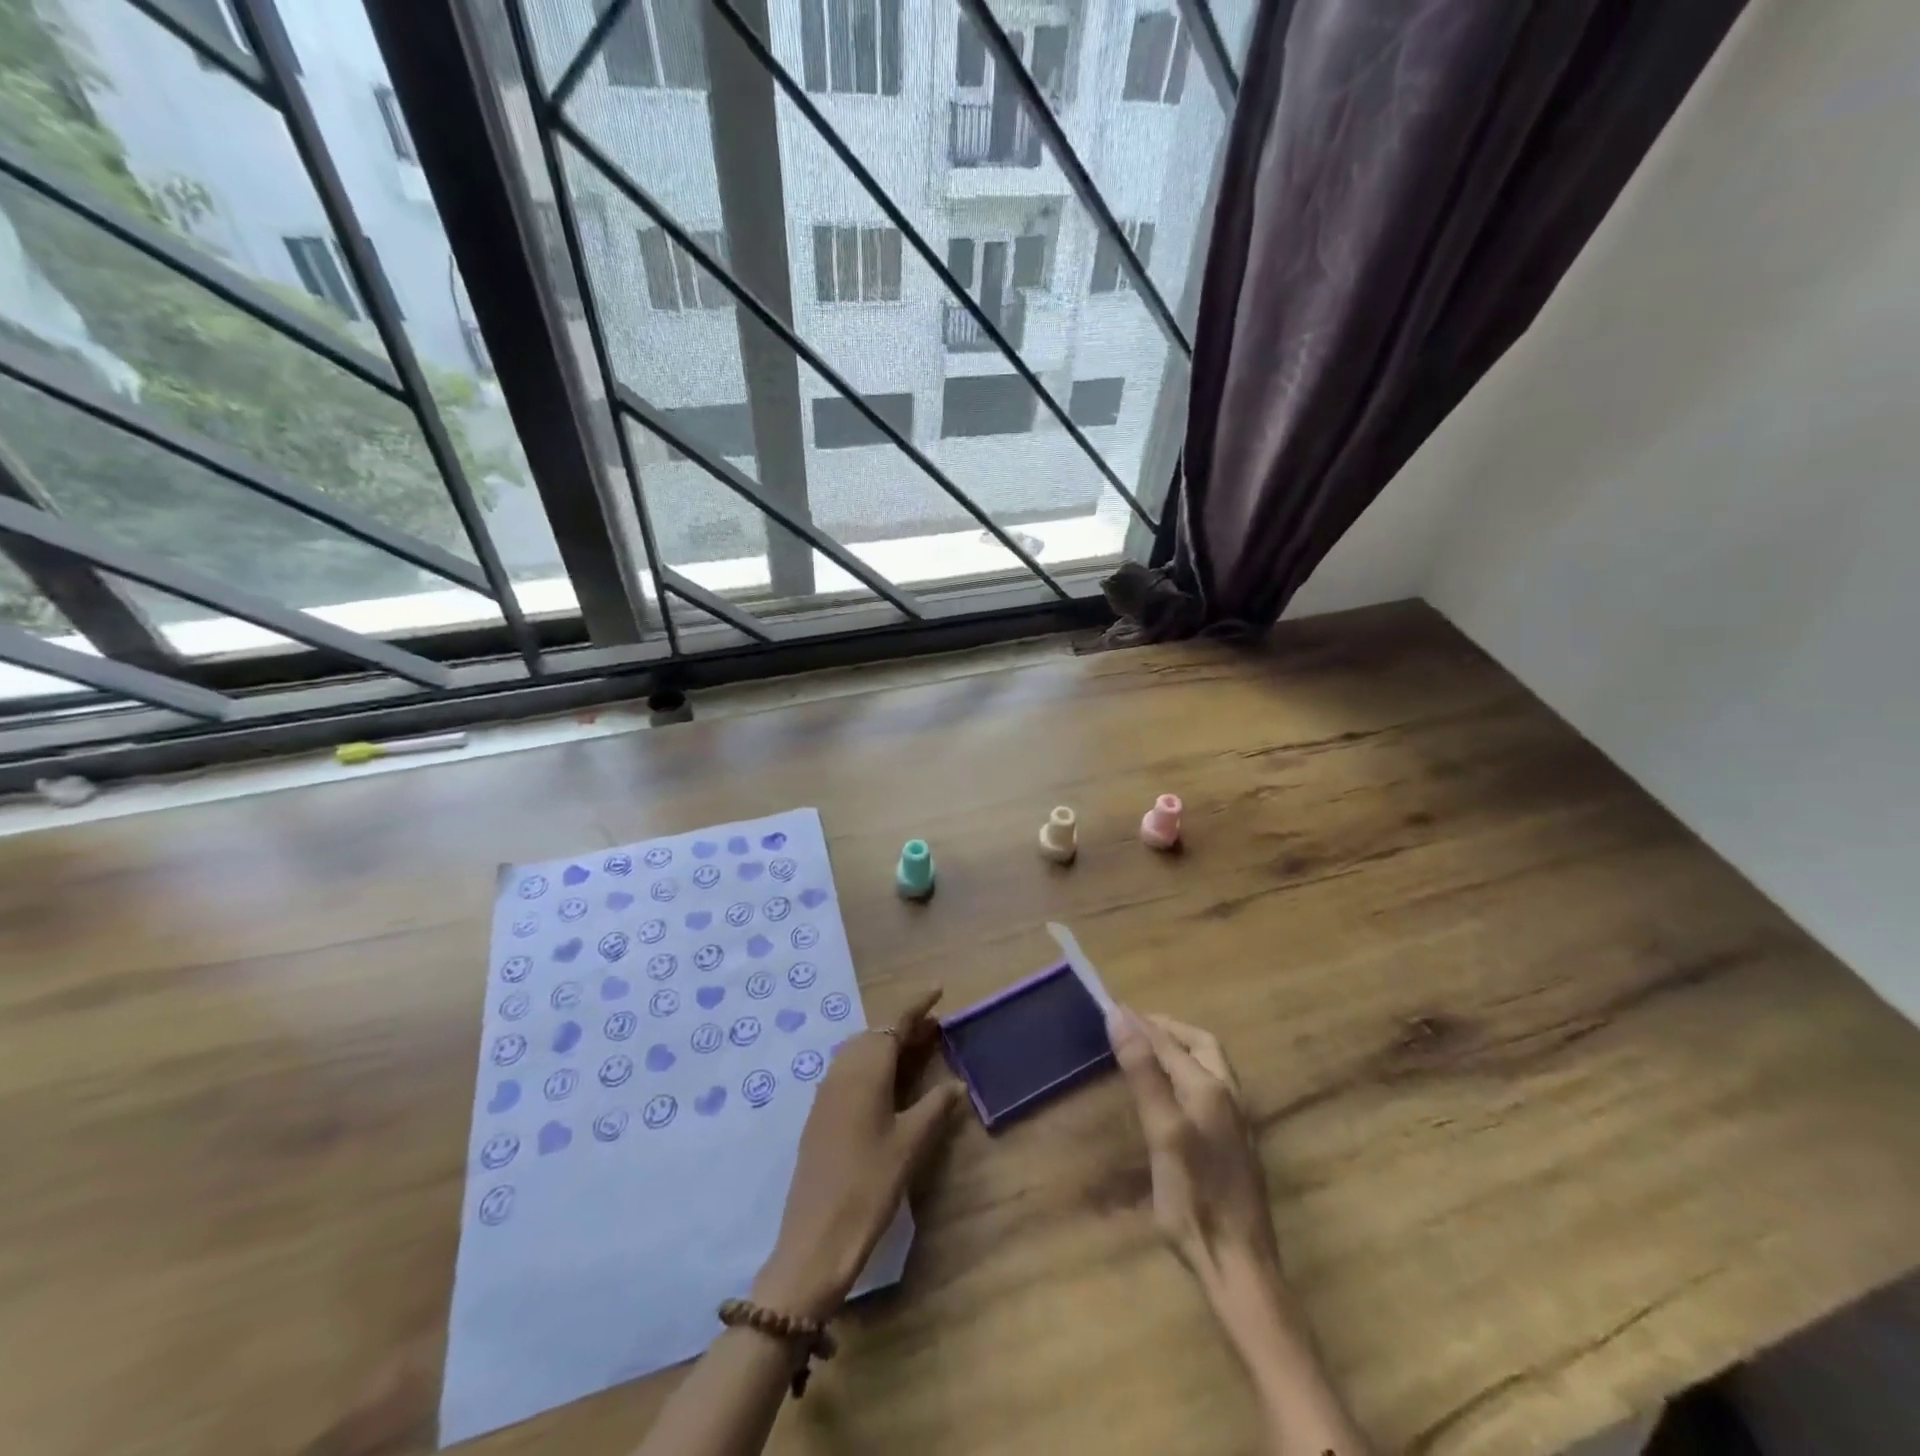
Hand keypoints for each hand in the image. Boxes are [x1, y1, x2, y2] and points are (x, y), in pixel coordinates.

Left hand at [752, 989, 961, 1319]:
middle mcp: (842, 1071)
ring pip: (860, 1052)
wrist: (816, 1237)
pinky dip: (872, 1066)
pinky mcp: (820, 1114)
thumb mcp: (911, 1144)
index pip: (893, 1024)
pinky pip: (849, 1072)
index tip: (938, 990)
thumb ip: (935, 1107)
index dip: (916, 1006)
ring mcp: (826, 1092)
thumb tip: (956, 1083)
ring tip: (917, 1053)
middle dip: (904, 1027)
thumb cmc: (870, 1184)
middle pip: (875, 1034)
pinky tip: (888, 1086)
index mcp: (866, 1069)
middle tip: (935, 1030)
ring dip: (887, 1045)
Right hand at [1108, 1007, 1280, 1282]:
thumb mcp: (1163, 1133)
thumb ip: (1144, 1074)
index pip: (1169, 1041)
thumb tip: (1121, 1017)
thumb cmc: (1195, 1199)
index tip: (1111, 1007)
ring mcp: (1235, 1121)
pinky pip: (1208, 1087)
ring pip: (1208, 1065)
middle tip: (1134, 1026)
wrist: (1239, 1265)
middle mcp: (1228, 1095)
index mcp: (1210, 1088)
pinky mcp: (1233, 1143)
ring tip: (1147, 1050)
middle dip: (1168, 1029)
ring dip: (1178, 1049)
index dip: (1140, 1023)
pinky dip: (1185, 1071)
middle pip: (1200, 1044)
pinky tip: (1170, 1091)